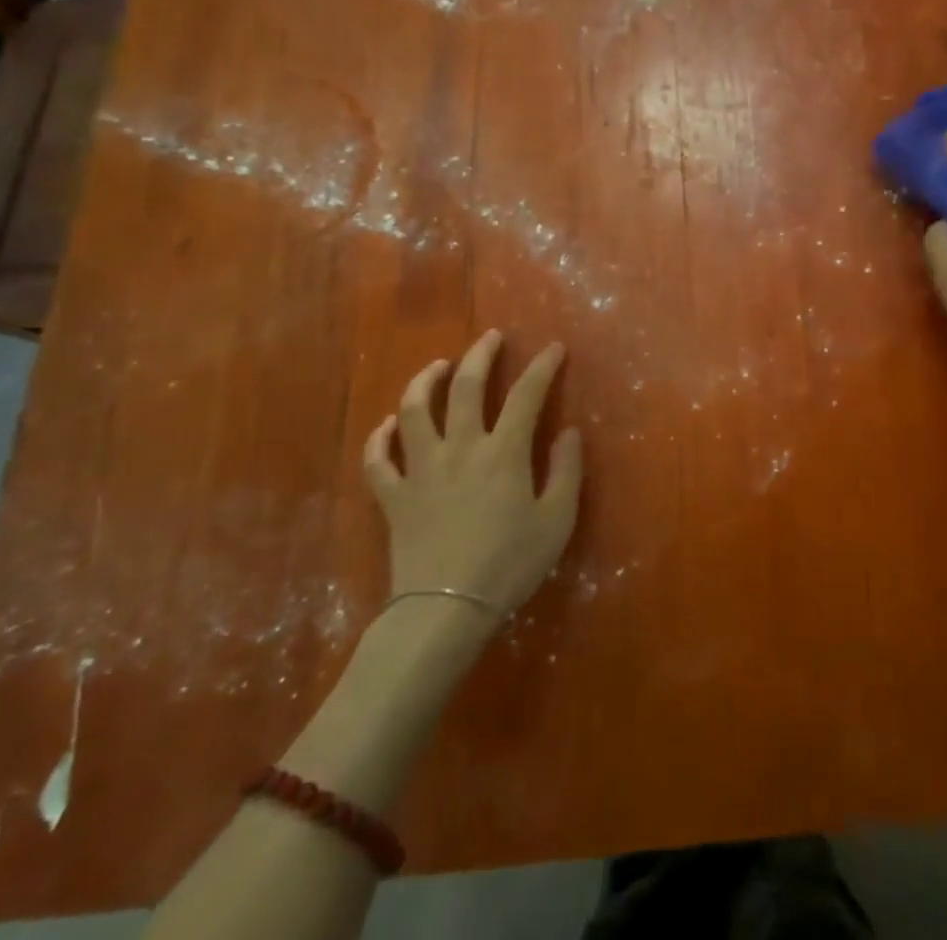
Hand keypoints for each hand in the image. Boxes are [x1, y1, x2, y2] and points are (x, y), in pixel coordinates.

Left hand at [362, 330, 582, 618]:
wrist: (446, 609)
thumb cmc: (509, 564)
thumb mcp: (556, 520)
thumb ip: (566, 470)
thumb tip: (568, 431)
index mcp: (503, 452)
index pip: (526, 394)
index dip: (542, 366)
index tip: (554, 348)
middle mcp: (460, 448)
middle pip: (465, 386)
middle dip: (480, 355)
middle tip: (490, 338)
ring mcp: (421, 469)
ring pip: (414, 410)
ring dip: (425, 381)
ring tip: (438, 366)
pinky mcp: (394, 495)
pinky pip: (378, 459)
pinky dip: (381, 437)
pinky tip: (389, 425)